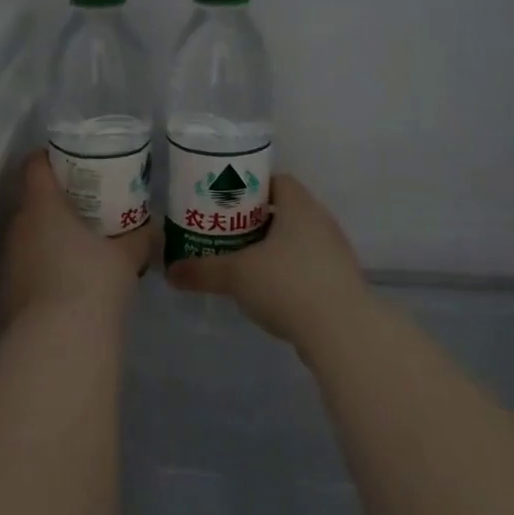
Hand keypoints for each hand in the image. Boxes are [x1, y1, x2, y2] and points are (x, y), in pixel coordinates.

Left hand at [0, 152, 155, 324]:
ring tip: (74, 248)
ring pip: (25, 236)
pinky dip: (39, 267)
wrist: (60, 340)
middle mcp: (17, 226)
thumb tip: (150, 228)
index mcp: (43, 205)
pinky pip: (23, 267)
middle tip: (82, 209)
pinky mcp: (4, 291)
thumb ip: (138, 237)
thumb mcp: (126, 256)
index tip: (67, 162)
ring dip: (45, 237)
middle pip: (30, 201)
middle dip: (53, 202)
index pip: (34, 166)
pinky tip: (62, 283)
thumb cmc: (94, 281)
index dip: (48, 158)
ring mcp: (7, 260)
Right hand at [165, 175, 367, 349]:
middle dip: (255, 219)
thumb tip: (170, 271)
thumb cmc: (288, 285)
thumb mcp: (236, 275)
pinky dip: (287, 272)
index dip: (249, 187)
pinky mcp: (340, 283)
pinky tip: (267, 290)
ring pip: (297, 240)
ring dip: (272, 248)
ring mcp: (335, 254)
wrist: (343, 333)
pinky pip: (308, 266)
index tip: (224, 201)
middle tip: (225, 231)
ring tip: (241, 261)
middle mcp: (321, 222)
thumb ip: (202, 270)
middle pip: (285, 210)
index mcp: (299, 207)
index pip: (276, 181)